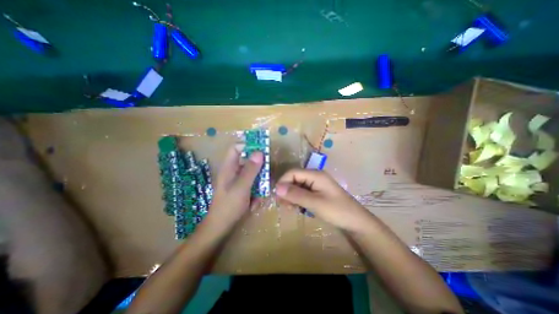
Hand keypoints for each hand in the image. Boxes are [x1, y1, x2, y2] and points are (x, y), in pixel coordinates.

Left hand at [205, 144, 264, 227]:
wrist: (221, 227)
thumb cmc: (229, 206)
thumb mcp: (241, 187)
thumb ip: (250, 170)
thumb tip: (260, 152)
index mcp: (229, 167)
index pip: (236, 148)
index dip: (248, 145)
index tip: (262, 150)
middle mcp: (233, 171)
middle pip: (247, 160)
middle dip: (258, 169)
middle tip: (265, 176)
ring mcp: (238, 181)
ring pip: (253, 174)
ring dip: (258, 183)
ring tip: (259, 195)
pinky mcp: (242, 189)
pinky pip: (253, 184)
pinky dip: (256, 192)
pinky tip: (254, 203)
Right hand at [275, 169, 369, 232]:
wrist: (356, 222)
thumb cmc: (336, 211)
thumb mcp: (314, 203)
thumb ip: (295, 194)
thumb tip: (277, 188)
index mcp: (315, 175)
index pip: (292, 173)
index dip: (283, 182)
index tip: (277, 196)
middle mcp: (315, 176)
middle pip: (294, 179)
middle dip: (287, 190)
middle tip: (283, 205)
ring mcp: (316, 184)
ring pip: (297, 186)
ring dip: (291, 196)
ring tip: (290, 208)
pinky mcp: (318, 192)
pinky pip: (303, 192)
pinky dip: (298, 199)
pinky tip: (297, 207)